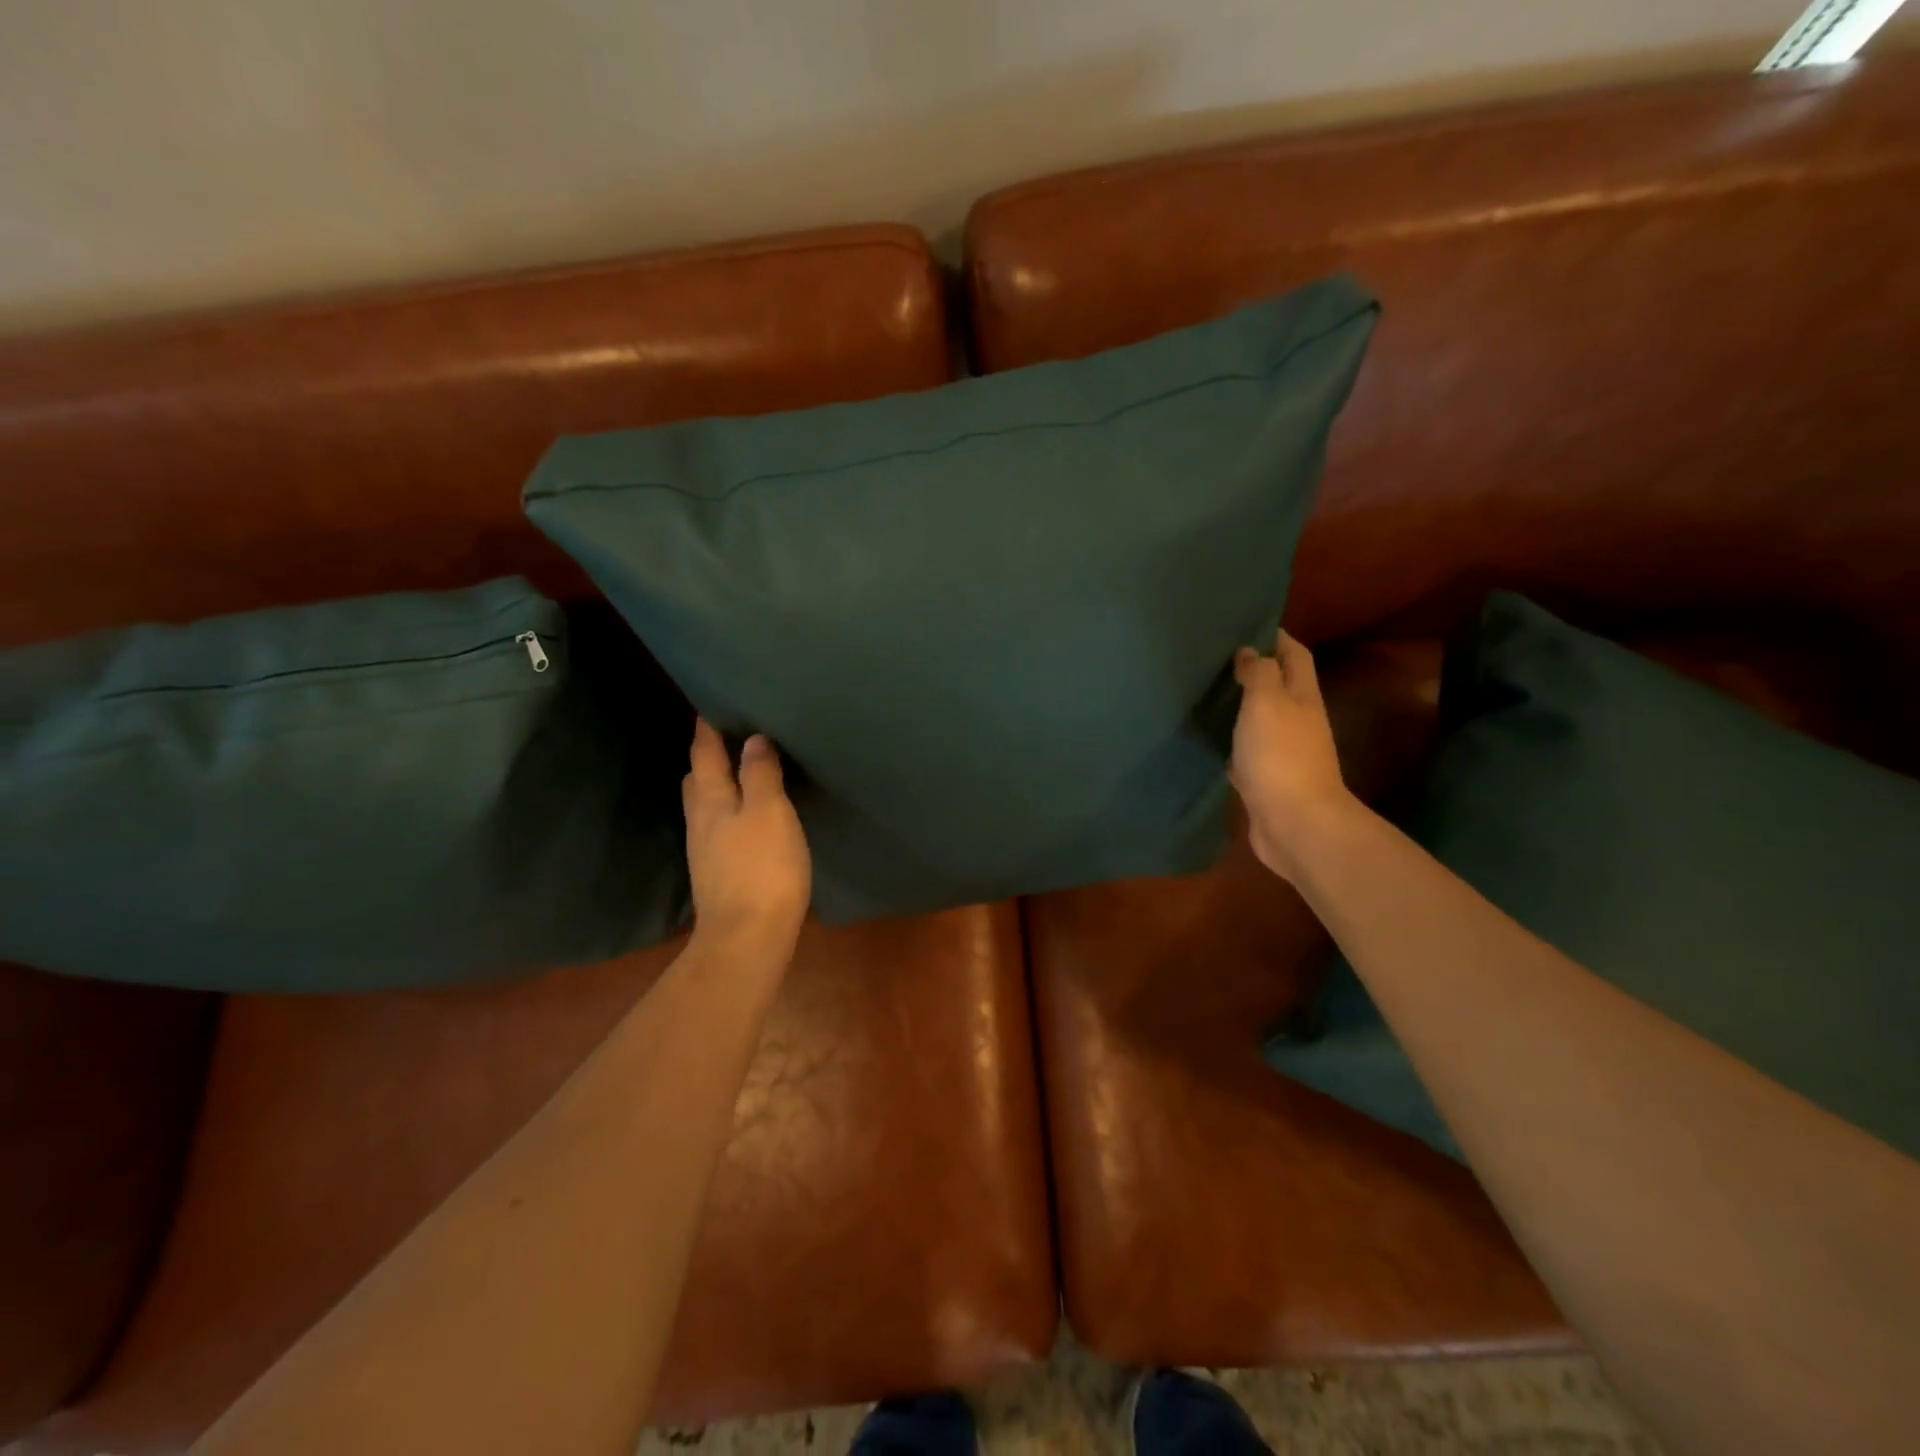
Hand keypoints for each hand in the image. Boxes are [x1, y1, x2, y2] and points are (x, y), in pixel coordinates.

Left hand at [683, 718, 811, 956]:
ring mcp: (706, 850)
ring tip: (738, 769)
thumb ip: (760, 774)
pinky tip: (745, 816)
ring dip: (716, 783)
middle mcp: (701, 821)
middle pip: (697, 779)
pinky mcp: (717, 872)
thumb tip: (752, 739)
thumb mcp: (770, 812)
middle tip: (726, 735)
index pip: (704, 754)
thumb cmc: (762, 868)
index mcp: (712, 800)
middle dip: (707, 755)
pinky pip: (718, 827)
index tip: (710, 704)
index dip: (707, 728)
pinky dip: (728, 810)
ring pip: (705, 804)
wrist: (747, 938)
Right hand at [1230, 630, 1356, 882]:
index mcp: (1302, 697)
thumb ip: (1258, 673)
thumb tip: (1250, 652)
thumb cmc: (1281, 756)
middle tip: (1215, 659)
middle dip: (1253, 671)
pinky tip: (1208, 741)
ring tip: (1205, 694)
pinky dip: (1230, 744)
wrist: (1295, 824)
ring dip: (1239, 708)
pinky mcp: (1265, 780)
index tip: (1245, 625)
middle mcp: (1297, 722)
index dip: (1276, 637)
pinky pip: (1246, 754)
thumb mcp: (1267, 702)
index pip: (1294, 655)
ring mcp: (1283, 753)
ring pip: (1260, 721)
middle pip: (1278, 687)